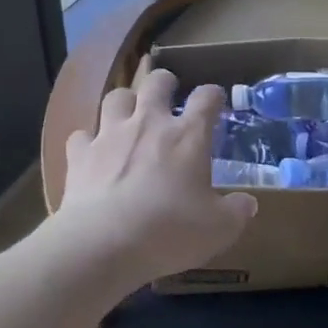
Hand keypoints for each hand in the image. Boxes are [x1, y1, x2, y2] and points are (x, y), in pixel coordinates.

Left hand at [55, 67, 256, 290]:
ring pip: (116, 97)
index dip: (213, 95)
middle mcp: (149, 124)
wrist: (103, 244)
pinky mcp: (79, 154)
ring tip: (129, 116)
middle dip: (165, 83)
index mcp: (187, 136)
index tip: (215, 101)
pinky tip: (92, 154)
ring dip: (125, 102)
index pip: (206, 98)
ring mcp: (110, 135)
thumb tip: (247, 204)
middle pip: (156, 82)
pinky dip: (88, 141)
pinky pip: (81, 135)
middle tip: (168, 93)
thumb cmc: (170, 231)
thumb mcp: (218, 230)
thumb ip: (236, 212)